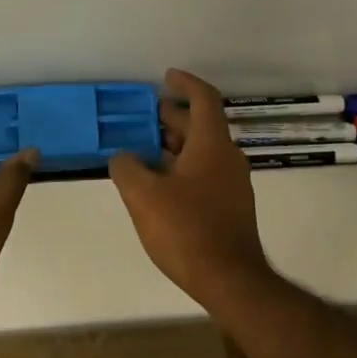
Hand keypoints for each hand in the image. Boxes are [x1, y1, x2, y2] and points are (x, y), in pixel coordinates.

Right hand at [109, 68, 273, 309]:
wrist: (231, 280)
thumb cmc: (187, 230)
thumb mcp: (144, 196)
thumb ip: (127, 168)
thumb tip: (123, 156)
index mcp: (212, 144)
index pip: (204, 98)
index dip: (185, 83)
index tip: (166, 77)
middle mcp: (227, 157)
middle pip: (202, 125)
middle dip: (174, 116)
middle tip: (146, 116)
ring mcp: (232, 183)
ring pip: (203, 150)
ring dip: (176, 144)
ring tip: (145, 150)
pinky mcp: (231, 207)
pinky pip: (205, 172)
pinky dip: (183, 166)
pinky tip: (160, 185)